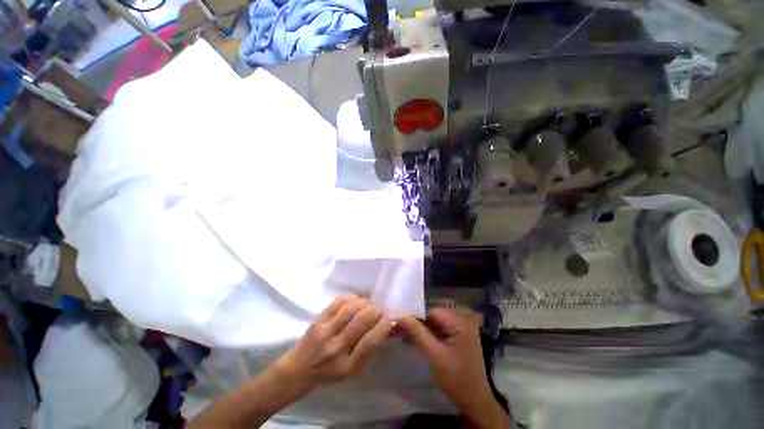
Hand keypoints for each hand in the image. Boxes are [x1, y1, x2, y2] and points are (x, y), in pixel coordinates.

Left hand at [275, 295, 394, 388]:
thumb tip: (385, 327)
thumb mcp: (352, 370)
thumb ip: (368, 350)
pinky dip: (351, 297)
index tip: (390, 318)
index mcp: (347, 366)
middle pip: (362, 320)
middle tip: (378, 310)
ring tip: (368, 305)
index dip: (383, 326)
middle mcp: (336, 348)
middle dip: (375, 311)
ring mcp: (325, 332)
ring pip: (351, 308)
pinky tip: (356, 300)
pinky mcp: (318, 320)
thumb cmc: (329, 373)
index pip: (370, 342)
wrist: (298, 370)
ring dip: (364, 303)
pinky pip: (338, 302)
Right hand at [399, 308, 509, 428]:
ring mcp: (461, 329)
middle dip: (418, 323)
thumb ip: (418, 333)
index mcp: (459, 322)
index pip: (432, 312)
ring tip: (405, 335)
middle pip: (434, 316)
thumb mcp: (434, 355)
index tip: (400, 322)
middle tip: (400, 329)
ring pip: (436, 323)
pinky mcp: (459, 338)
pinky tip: (416, 340)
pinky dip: (429, 335)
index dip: (416, 316)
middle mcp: (462, 321)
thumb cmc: (456, 378)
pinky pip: (440, 330)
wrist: (475, 401)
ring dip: (422, 329)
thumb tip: (402, 316)